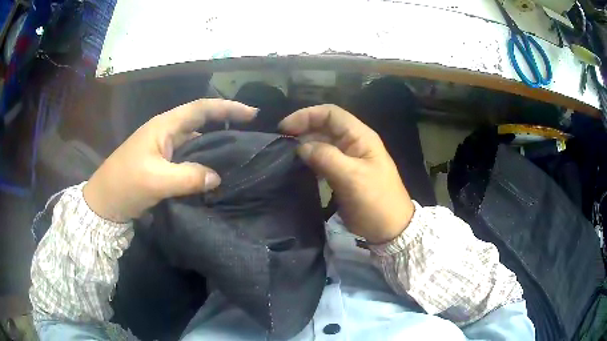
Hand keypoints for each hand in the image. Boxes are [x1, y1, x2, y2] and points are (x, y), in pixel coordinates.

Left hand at [83, 99, 256, 222]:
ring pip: (195, 144)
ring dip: (214, 148)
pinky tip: (213, 176)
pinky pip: (188, 161)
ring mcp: (163, 151)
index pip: (201, 108)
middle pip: (200, 123)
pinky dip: (202, 165)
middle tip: (250, 137)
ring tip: (237, 157)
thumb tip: (217, 177)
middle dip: (225, 125)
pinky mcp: (162, 167)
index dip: (227, 108)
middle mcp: (165, 134)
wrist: (103, 204)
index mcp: (163, 126)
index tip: (252, 114)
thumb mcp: (155, 181)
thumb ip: (188, 177)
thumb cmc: (124, 185)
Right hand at [279, 104, 413, 243]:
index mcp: (360, 136)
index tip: (285, 128)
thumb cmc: (375, 201)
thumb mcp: (352, 177)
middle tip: (280, 142)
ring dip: (304, 145)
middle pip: (324, 127)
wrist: (390, 228)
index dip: (307, 115)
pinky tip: (297, 167)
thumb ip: (326, 157)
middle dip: (303, 130)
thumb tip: (301, 147)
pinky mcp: (343, 174)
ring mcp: (348, 159)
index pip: (331, 114)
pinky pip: (323, 160)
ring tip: (284, 154)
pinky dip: (310, 160)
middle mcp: (353, 143)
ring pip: (322, 143)